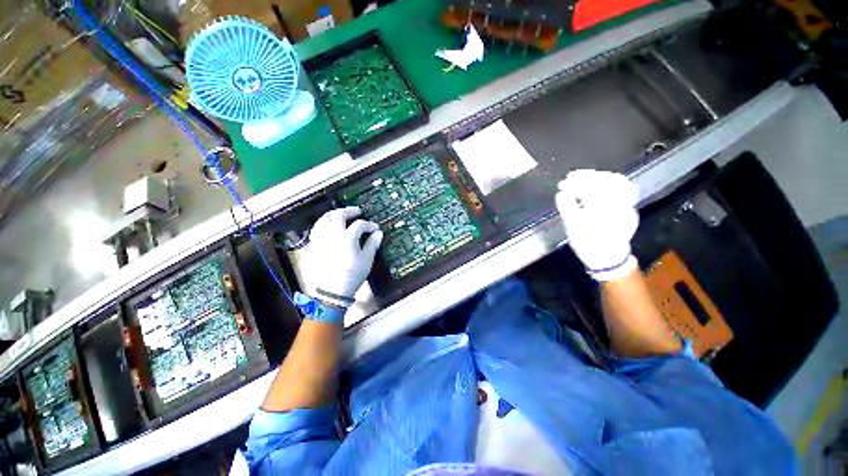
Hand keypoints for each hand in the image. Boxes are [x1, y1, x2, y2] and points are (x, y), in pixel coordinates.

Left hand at [308, 207, 383, 304]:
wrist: (333, 291)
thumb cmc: (352, 275)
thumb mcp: (366, 260)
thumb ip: (372, 244)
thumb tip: (378, 233)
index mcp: (347, 238)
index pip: (359, 224)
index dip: (369, 224)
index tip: (374, 228)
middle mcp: (332, 235)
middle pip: (338, 215)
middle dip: (349, 211)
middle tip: (357, 211)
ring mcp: (321, 240)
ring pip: (324, 219)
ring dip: (333, 214)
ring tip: (341, 215)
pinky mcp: (315, 246)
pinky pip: (316, 229)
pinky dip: (323, 223)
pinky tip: (328, 226)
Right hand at [555, 170, 639, 281]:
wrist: (608, 258)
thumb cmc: (588, 244)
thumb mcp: (573, 228)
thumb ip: (567, 208)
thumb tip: (561, 193)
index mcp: (604, 209)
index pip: (590, 189)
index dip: (575, 184)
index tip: (562, 183)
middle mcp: (619, 204)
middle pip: (606, 181)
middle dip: (587, 176)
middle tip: (572, 176)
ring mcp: (627, 205)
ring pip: (617, 182)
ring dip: (599, 176)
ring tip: (584, 176)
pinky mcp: (628, 207)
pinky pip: (622, 188)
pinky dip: (609, 182)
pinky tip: (599, 183)